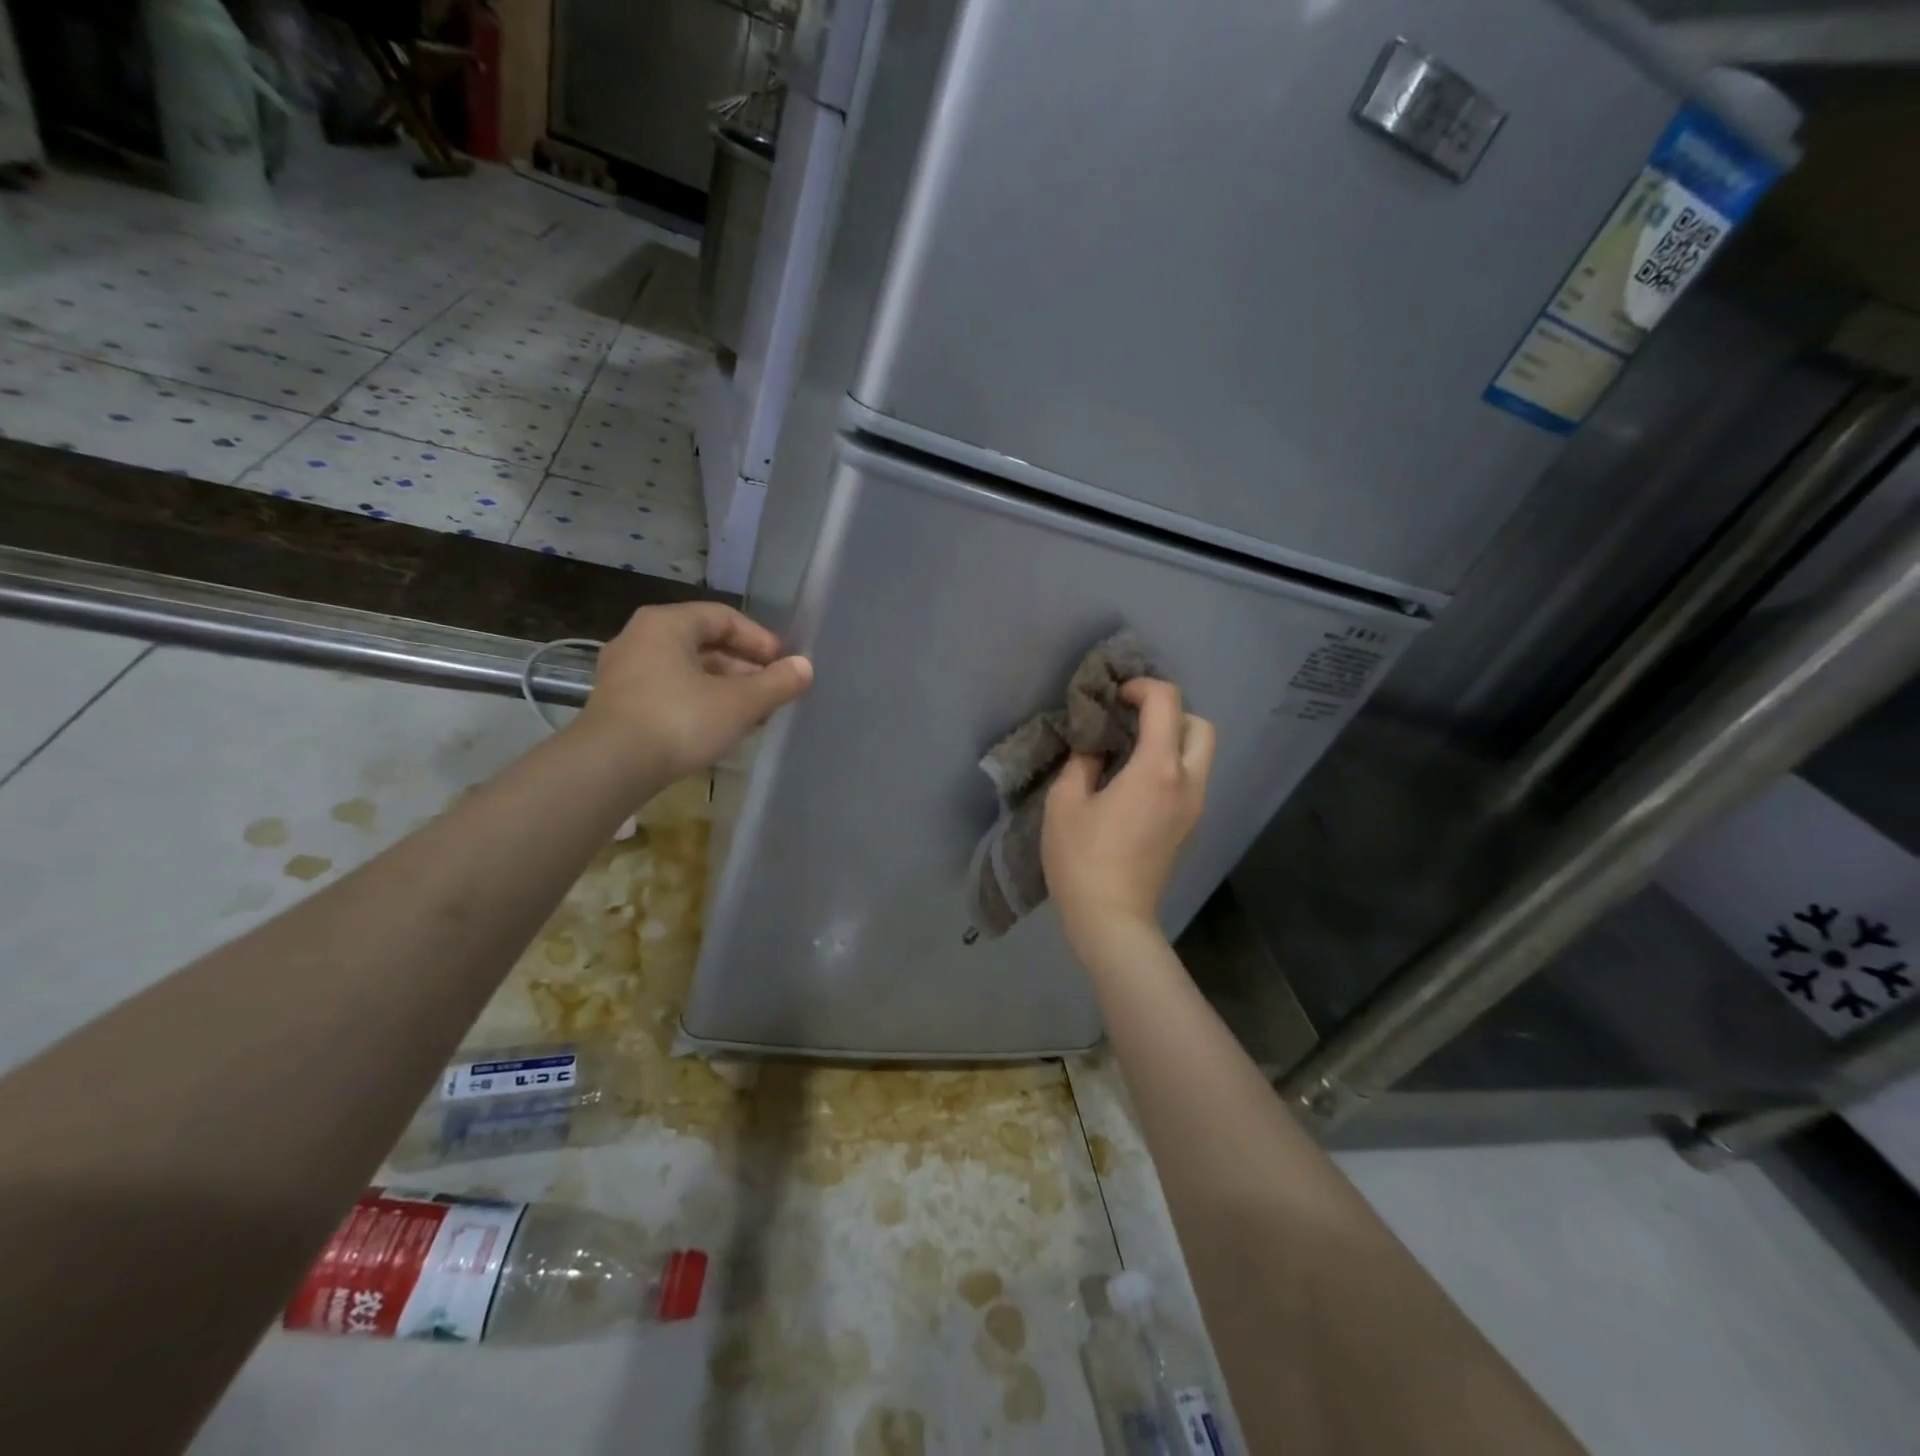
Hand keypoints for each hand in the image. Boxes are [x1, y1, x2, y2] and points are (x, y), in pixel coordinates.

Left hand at [574, 603, 812, 782]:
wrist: (609, 768)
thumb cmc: (679, 720)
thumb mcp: (739, 703)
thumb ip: (776, 683)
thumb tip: (805, 667)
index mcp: (667, 624)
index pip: (724, 617)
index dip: (760, 639)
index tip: (785, 665)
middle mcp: (641, 639)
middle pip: (705, 644)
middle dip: (744, 668)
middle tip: (773, 692)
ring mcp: (625, 673)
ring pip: (688, 671)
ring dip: (725, 689)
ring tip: (753, 715)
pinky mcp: (619, 706)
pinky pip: (670, 692)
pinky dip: (700, 703)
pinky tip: (720, 728)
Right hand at [1043, 678, 1214, 946]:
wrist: (1112, 919)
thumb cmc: (1082, 859)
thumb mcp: (1066, 802)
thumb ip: (1083, 762)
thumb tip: (1095, 747)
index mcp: (1158, 769)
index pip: (1167, 703)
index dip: (1142, 688)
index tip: (1114, 698)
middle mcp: (1188, 782)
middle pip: (1200, 725)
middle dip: (1169, 712)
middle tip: (1131, 721)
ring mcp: (1194, 808)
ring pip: (1200, 754)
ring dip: (1172, 739)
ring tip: (1130, 750)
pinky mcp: (1190, 827)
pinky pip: (1191, 779)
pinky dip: (1172, 765)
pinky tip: (1136, 782)